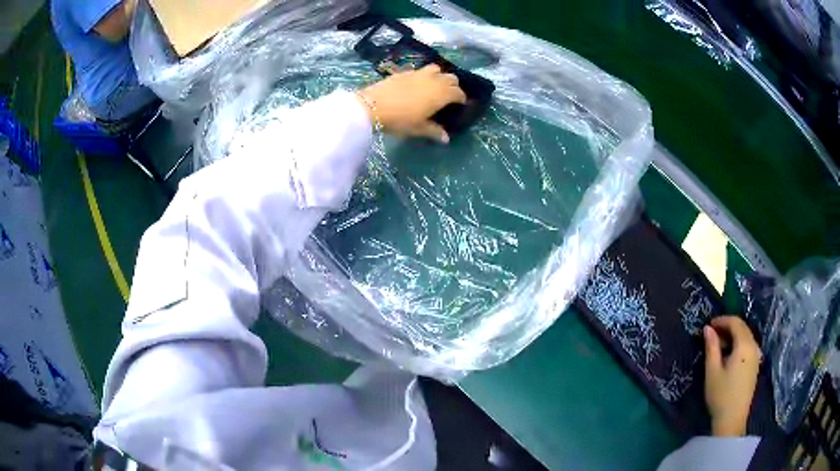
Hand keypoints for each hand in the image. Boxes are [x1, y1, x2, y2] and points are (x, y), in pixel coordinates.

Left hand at [356, 64, 466, 142]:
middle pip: (451, 77)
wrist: (373, 106)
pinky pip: (420, 70)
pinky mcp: (405, 71)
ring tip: (435, 85)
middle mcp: (434, 80)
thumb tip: (446, 139)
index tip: (461, 104)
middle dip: (453, 85)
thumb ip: (434, 131)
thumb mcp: (418, 128)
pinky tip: (417, 83)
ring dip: (440, 75)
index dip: (462, 98)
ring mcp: (419, 73)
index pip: (458, 93)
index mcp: (441, 94)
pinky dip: (424, 75)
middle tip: (449, 95)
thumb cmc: (400, 119)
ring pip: (437, 69)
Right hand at [703, 316, 760, 435]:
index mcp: (744, 345)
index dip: (722, 320)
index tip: (708, 325)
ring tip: (718, 345)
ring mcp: (756, 356)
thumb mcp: (712, 371)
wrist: (732, 420)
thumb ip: (711, 347)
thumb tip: (707, 328)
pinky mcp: (755, 365)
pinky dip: (738, 344)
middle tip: (711, 334)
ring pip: (745, 337)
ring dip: (733, 336)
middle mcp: (753, 346)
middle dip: (727, 327)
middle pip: (742, 328)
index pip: (735, 322)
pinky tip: (728, 355)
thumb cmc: (721, 395)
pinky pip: (748, 346)